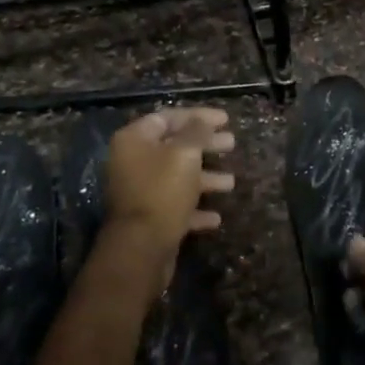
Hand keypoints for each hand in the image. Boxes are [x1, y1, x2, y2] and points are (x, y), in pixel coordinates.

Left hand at [103, 107, 234, 286]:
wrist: (141, 248)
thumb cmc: (163, 191)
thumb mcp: (185, 154)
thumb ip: (196, 132)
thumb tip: (202, 121)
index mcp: (134, 140)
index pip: (169, 117)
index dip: (199, 116)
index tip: (226, 119)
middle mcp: (132, 162)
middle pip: (174, 146)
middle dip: (205, 145)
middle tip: (232, 143)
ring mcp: (139, 191)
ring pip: (177, 177)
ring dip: (205, 178)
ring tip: (231, 182)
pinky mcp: (148, 218)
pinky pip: (175, 205)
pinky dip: (195, 208)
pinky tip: (216, 216)